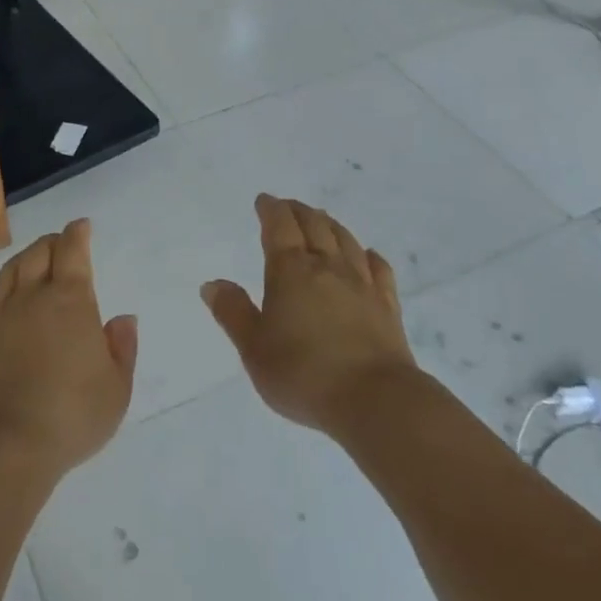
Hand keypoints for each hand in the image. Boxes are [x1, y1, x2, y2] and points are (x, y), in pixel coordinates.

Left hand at [0, 220, 137, 479]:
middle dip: (53, 243)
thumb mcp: (117, 388)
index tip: (82, 226)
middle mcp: (32, 296)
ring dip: (23, 260)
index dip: (78, 233)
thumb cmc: (72, 415)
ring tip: (32, 264)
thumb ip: (122, 348)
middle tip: (62, 246)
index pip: (72, 250)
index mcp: (70, 299)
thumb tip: (122, 319)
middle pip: (39, 252)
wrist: (8, 445)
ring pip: (9, 270)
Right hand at [202, 195, 416, 437]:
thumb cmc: (304, 373)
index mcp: (290, 271)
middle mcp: (327, 267)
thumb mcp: (253, 348)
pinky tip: (367, 255)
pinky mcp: (387, 306)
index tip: (264, 200)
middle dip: (298, 211)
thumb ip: (233, 312)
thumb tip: (213, 283)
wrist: (374, 400)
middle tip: (288, 206)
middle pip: (314, 225)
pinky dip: (369, 256)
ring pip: (345, 241)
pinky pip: (379, 270)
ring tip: (321, 220)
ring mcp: (361, 284)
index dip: (271, 209)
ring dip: (330, 225)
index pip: (280, 226)